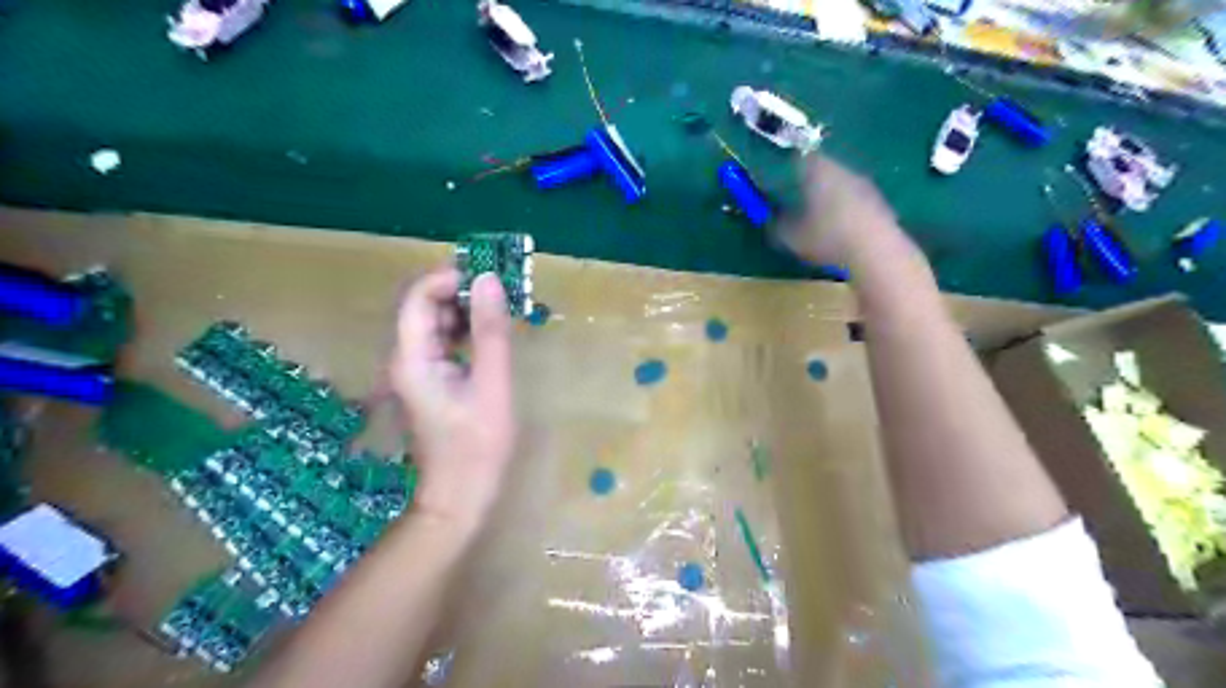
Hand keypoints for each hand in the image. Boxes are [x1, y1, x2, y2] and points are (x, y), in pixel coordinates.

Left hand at [387, 265, 514, 532]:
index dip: (448, 277)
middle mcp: (405, 359)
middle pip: (423, 307)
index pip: (418, 298)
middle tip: (501, 289)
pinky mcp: (428, 382)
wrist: (459, 496)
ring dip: (464, 310)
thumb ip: (490, 331)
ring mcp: (415, 372)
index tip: (488, 274)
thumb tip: (489, 280)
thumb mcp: (492, 384)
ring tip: (500, 308)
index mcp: (412, 358)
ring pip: (433, 324)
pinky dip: (464, 331)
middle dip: (459, 291)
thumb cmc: (477, 445)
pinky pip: (442, 343)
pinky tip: (489, 335)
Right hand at [780, 153, 896, 264]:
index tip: (780, 180)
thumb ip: (776, 226)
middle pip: (824, 170)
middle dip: (810, 183)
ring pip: (841, 184)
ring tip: (818, 216)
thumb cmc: (827, 237)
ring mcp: (865, 185)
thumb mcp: (791, 238)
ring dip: (830, 196)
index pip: (801, 158)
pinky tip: (840, 229)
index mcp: (819, 171)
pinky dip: (846, 209)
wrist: (876, 250)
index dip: (789, 167)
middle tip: (797, 199)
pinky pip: (855, 200)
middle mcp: (843, 170)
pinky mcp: (880, 202)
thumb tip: (770, 220)